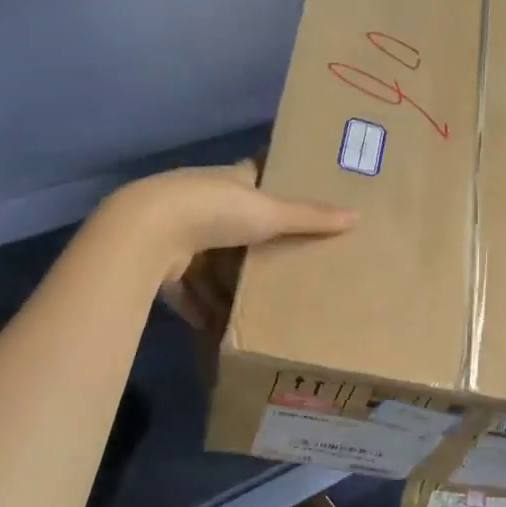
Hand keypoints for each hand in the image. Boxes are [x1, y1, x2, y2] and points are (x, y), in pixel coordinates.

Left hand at [111, 162, 355, 333]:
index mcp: (228, 182)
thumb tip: (357, 215)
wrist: (148, 232)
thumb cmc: (214, 210)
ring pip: (210, 262)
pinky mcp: (162, 267)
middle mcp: (201, 204)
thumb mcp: (270, 212)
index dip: (272, 188)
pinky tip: (219, 329)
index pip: (254, 177)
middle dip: (253, 248)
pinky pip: (189, 291)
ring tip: (257, 306)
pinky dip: (202, 309)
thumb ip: (310, 218)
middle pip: (233, 226)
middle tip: (285, 266)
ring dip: (226, 285)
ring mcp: (179, 235)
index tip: (294, 203)